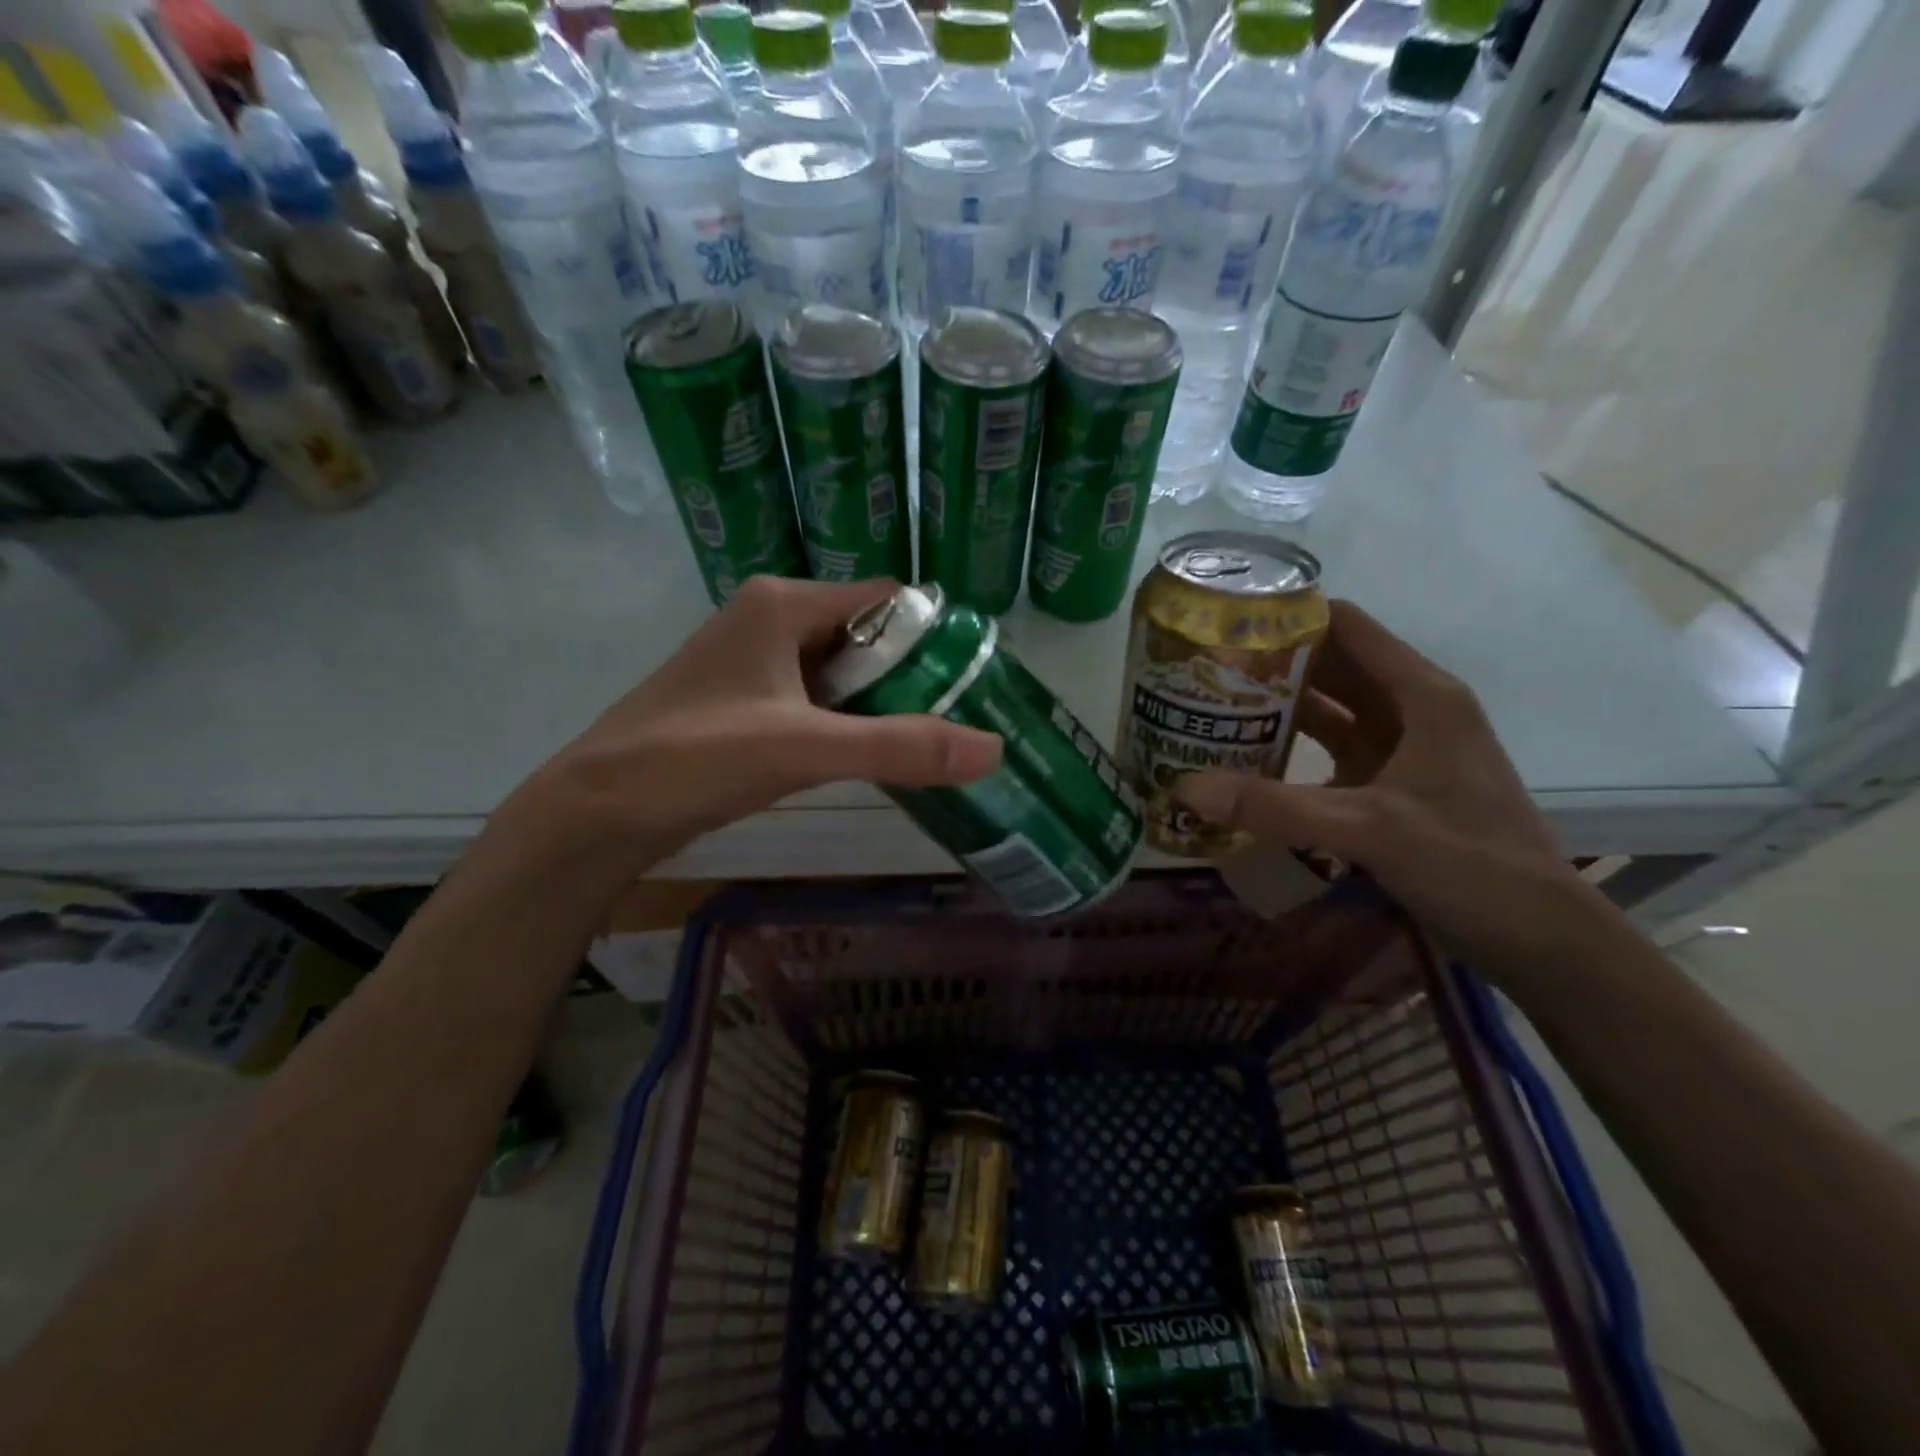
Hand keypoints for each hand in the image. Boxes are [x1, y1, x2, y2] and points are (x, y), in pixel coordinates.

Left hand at [515, 577, 1002, 867]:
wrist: (595, 811)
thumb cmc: (695, 759)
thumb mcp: (805, 749)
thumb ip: (899, 746)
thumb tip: (992, 748)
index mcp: (782, 603)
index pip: (884, 599)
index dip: (930, 635)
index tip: (970, 680)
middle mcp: (767, 618)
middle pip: (863, 634)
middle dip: (908, 675)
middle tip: (955, 720)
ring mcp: (750, 660)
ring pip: (837, 670)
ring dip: (876, 702)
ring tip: (924, 741)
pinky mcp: (739, 699)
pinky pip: (810, 698)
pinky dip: (842, 721)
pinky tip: (863, 755)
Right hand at [1175, 600, 1599, 972]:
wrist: (1539, 938)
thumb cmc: (1470, 864)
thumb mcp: (1370, 828)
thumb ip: (1275, 807)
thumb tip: (1184, 789)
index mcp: (1422, 695)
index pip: (1348, 627)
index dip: (1291, 617)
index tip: (1226, 622)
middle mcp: (1412, 711)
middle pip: (1334, 666)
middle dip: (1272, 663)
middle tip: (1203, 667)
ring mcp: (1403, 750)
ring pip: (1331, 710)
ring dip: (1279, 707)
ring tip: (1213, 705)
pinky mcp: (1392, 786)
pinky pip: (1333, 751)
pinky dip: (1293, 749)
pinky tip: (1248, 760)